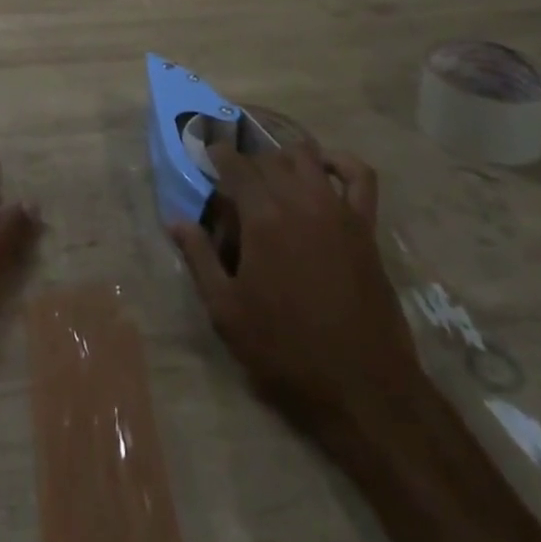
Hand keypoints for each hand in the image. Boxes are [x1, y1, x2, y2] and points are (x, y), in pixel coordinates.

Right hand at [170, 143, 418, 432]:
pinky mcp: (364, 225)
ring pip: (307, 156)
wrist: (362, 387)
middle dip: (247, 162)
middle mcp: (299, 199)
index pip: (235, 164)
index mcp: (262, 216)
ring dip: (285, 158)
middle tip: (234, 182)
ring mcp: (336, 209)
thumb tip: (176, 221)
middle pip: (268, 158)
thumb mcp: (228, 312)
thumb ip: (200, 259)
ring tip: (272, 176)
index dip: (218, 154)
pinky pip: (358, 175)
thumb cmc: (287, 351)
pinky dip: (341, 162)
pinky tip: (325, 169)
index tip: (207, 154)